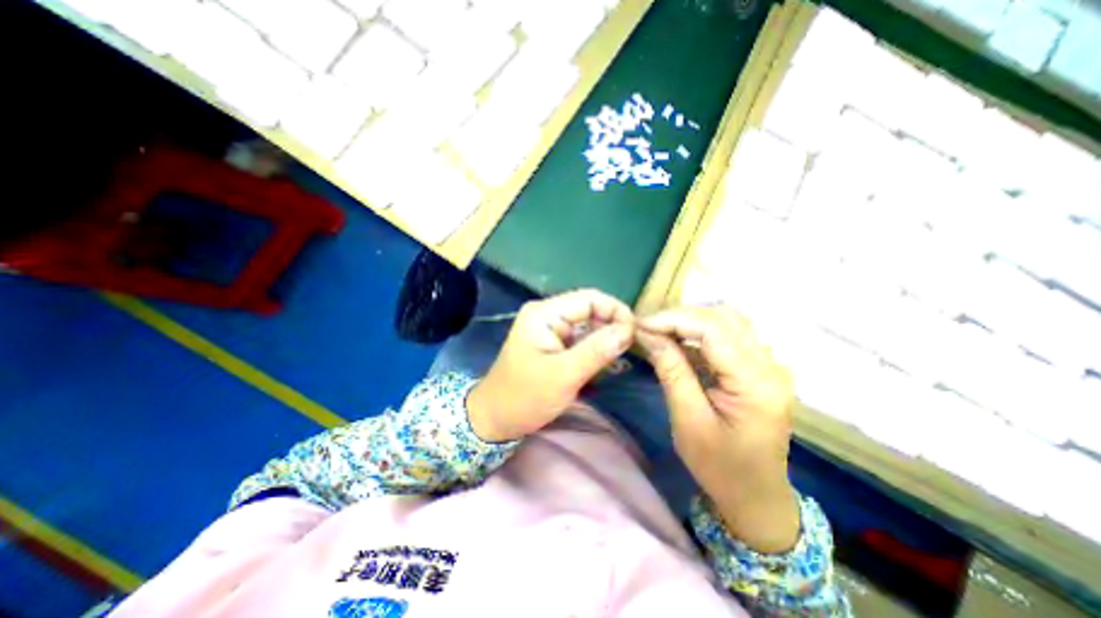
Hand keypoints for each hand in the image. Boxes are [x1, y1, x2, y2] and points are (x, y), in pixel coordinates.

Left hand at [466, 290, 638, 444]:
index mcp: (544, 313)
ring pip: (588, 325)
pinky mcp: (554, 343)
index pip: (589, 298)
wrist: (496, 419)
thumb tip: (629, 330)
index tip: (635, 333)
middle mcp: (548, 314)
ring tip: (623, 356)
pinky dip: (596, 348)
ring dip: (606, 338)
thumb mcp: (563, 375)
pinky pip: (582, 338)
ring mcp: (550, 329)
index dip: (615, 310)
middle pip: (589, 309)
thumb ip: (596, 351)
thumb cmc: (525, 397)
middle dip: (612, 325)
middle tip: (632, 347)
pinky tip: (607, 361)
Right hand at [636, 308, 800, 552]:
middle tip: (648, 327)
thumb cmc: (720, 467)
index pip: (714, 330)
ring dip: (691, 321)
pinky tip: (679, 343)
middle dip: (681, 316)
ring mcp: (768, 364)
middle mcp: (770, 365)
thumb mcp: (688, 420)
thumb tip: (647, 333)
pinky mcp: (759, 367)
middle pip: (724, 317)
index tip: (641, 325)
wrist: (756, 496)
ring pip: (727, 321)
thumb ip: (671, 371)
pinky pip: (729, 335)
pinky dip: (700, 333)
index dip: (674, 319)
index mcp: (756, 383)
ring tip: (660, 332)